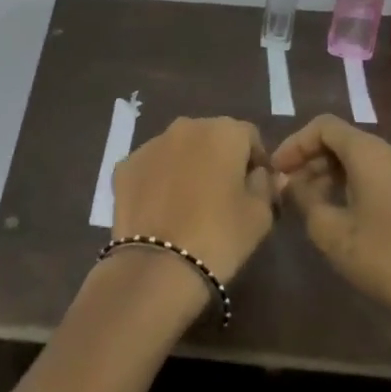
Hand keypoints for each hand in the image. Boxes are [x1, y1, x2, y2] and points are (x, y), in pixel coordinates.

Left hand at [111, 116, 276, 283]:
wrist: (158, 265)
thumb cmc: (220, 236)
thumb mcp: (259, 215)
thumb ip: (265, 185)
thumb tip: (263, 174)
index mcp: (223, 131)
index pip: (249, 136)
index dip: (256, 161)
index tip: (257, 188)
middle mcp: (185, 126)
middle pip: (211, 137)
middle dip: (220, 159)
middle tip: (224, 196)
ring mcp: (150, 143)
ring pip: (178, 149)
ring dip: (187, 166)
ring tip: (190, 204)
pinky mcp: (125, 165)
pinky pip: (151, 167)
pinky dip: (159, 180)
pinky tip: (162, 210)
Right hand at [273, 115, 390, 380]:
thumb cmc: (388, 261)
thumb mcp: (333, 233)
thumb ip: (304, 199)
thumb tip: (291, 182)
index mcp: (371, 153)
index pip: (323, 126)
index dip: (295, 144)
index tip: (276, 170)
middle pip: (343, 141)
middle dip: (311, 160)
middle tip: (288, 190)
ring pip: (361, 160)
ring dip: (331, 175)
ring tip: (310, 206)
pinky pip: (378, 176)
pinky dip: (353, 185)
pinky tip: (342, 216)